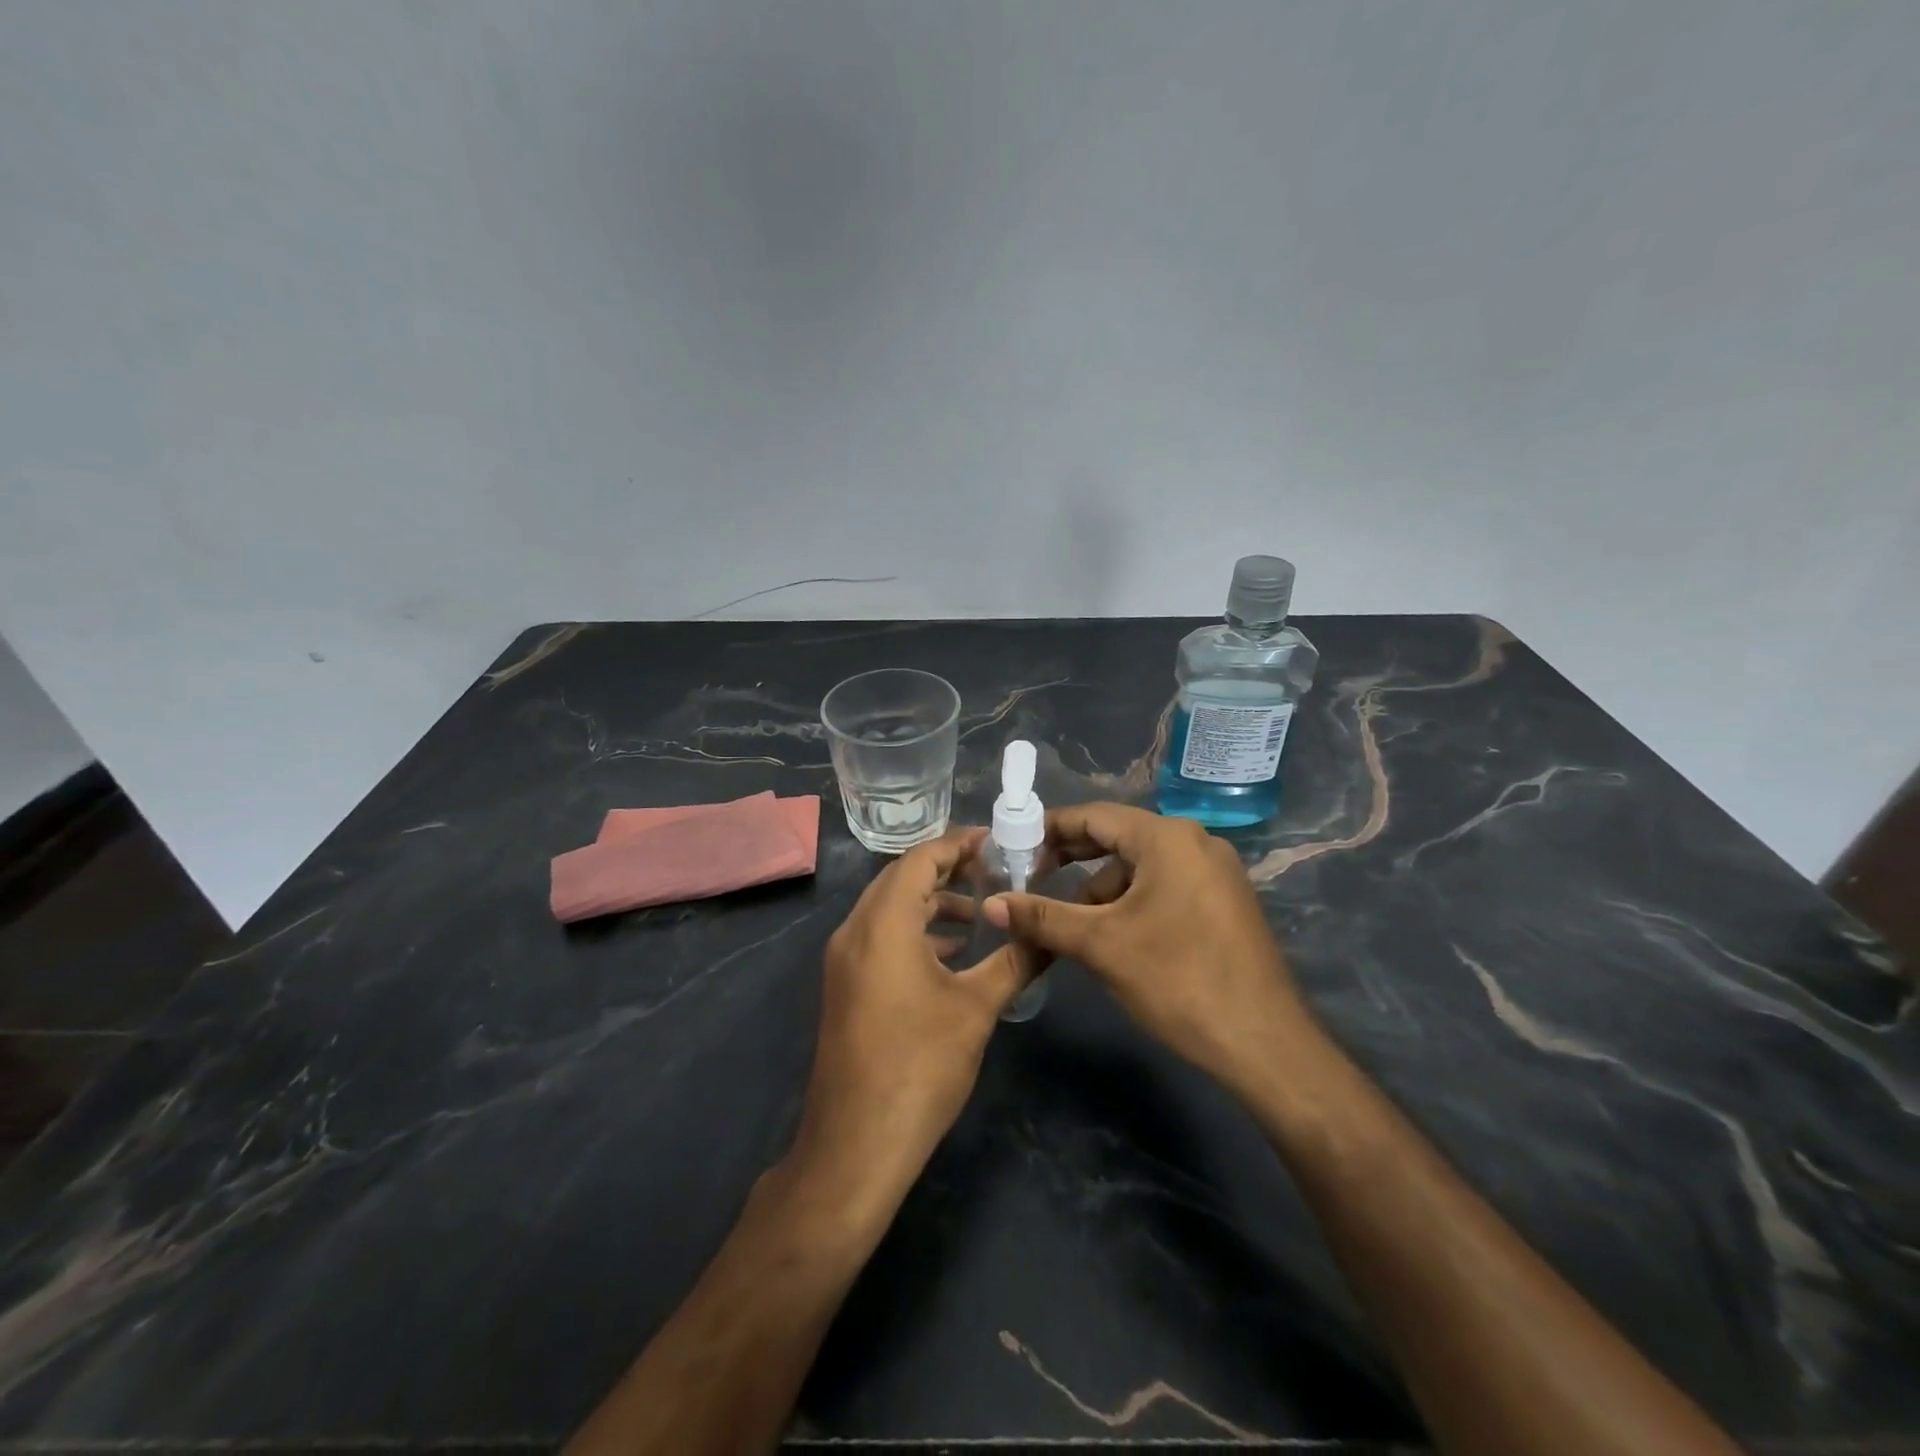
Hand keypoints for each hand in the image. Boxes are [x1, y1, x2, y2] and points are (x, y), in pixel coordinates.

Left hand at [793, 830, 1037, 1203]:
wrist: (856, 1144)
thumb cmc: (919, 1066)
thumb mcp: (976, 1009)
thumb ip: (1016, 962)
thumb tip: (1051, 934)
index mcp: (883, 924)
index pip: (919, 860)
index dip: (958, 844)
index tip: (996, 841)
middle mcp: (855, 931)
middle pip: (900, 879)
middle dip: (946, 869)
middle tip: (994, 869)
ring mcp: (844, 960)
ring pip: (889, 909)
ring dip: (932, 903)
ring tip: (981, 911)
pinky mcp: (846, 986)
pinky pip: (881, 937)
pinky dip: (916, 931)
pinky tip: (953, 953)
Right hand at [984, 803, 1314, 1089]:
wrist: (1265, 1044)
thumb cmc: (1178, 980)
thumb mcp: (1101, 945)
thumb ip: (1043, 918)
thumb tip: (993, 905)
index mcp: (1167, 838)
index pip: (1095, 816)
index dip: (1049, 829)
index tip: (1014, 847)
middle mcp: (1195, 842)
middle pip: (1118, 838)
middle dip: (1072, 860)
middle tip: (1031, 880)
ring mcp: (1215, 873)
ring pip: (1141, 867)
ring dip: (1101, 889)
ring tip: (1071, 925)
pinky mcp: (1224, 903)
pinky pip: (1165, 886)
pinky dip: (1132, 903)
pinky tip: (1114, 937)